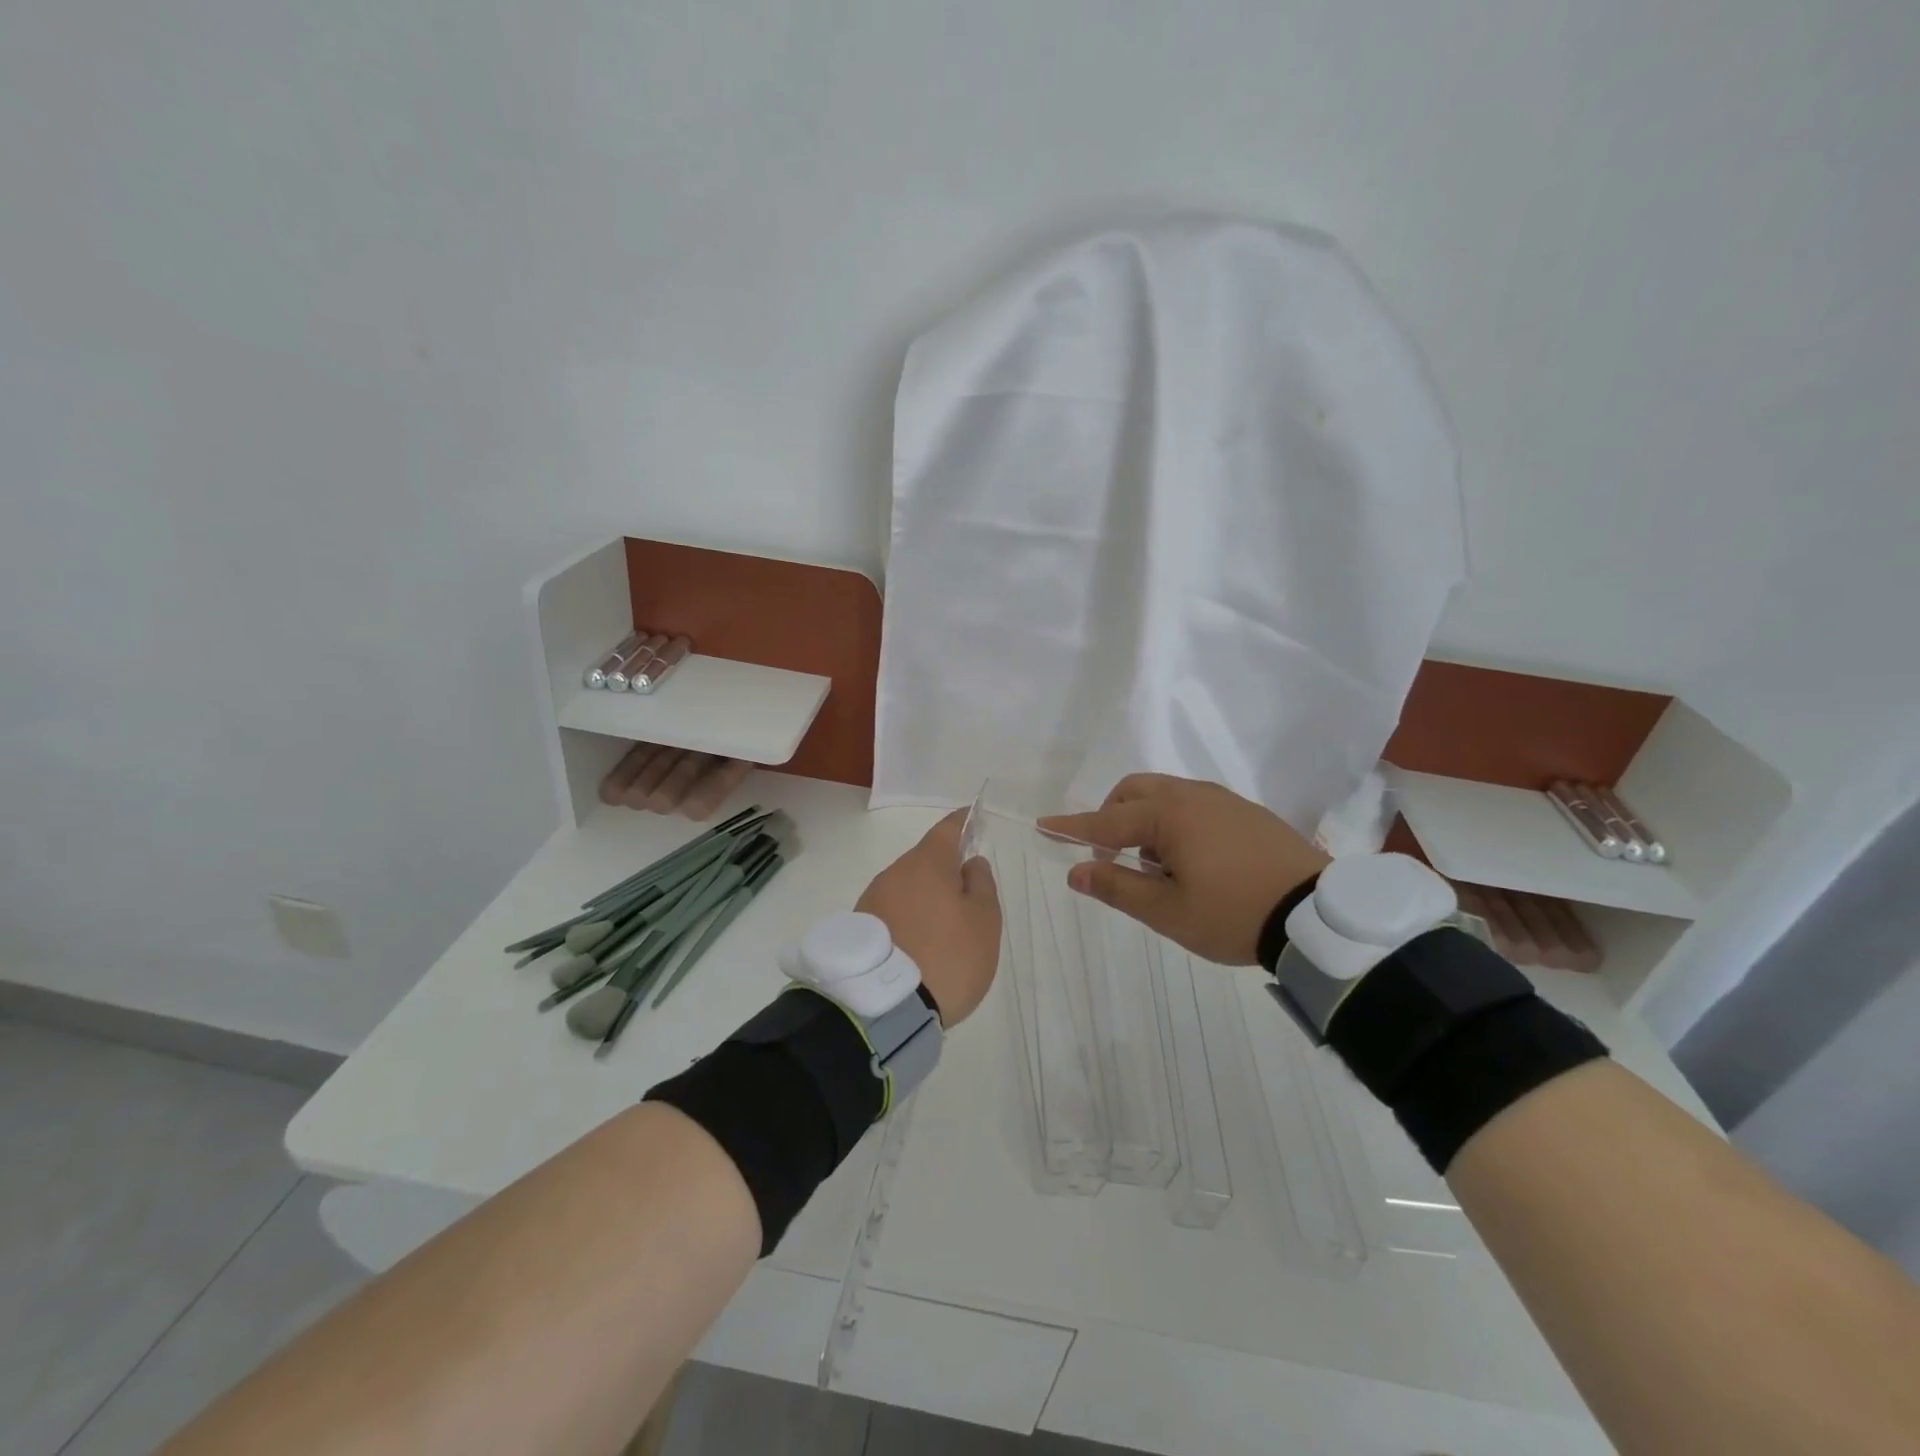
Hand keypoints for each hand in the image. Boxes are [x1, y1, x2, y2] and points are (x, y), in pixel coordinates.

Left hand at [856, 811, 1000, 1025]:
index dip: (963, 822)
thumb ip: (982, 885)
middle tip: (966, 894)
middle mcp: (895, 872)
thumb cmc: (949, 957)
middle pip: (925, 860)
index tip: (973, 817)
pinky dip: (909, 917)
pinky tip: (919, 943)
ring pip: (907, 886)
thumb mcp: (984, 922)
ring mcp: (872, 899)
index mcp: (927, 863)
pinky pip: (892, 911)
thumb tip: (970, 863)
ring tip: (943, 928)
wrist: (885, 1007)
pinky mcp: (860, 927)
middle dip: (944, 869)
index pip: (947, 828)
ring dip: (925, 896)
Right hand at [1040, 774, 1329, 964]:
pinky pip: (1193, 804)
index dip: (1072, 826)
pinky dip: (1173, 822)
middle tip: (1110, 857)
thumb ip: (1118, 887)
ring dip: (1143, 821)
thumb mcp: (1168, 911)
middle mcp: (1193, 795)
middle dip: (1110, 817)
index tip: (1043, 825)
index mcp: (1170, 815)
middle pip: (1134, 792)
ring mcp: (1223, 799)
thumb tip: (1077, 872)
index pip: (1106, 820)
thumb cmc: (1234, 914)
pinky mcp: (1245, 811)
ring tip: (1154, 867)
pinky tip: (1189, 860)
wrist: (1318, 914)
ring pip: (1164, 795)